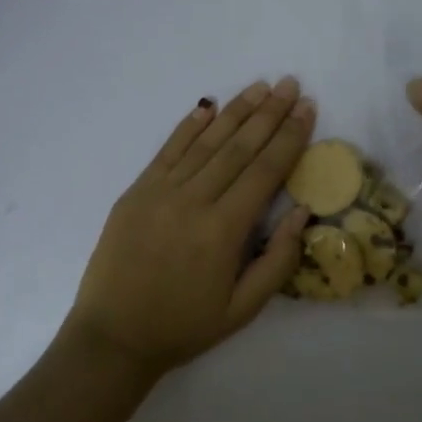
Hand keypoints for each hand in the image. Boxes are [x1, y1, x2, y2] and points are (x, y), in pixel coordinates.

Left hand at [63, 78, 315, 385]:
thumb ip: (278, 260)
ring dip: (236, 112)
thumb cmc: (183, 326)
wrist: (114, 336)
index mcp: (223, 231)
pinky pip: (167, 151)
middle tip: (291, 85)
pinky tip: (208, 108)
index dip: (289, 138)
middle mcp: (193, 202)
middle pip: (239, 148)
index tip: (307, 110)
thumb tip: (302, 211)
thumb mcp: (243, 309)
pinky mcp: (136, 192)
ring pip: (206, 143)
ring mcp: (160, 192)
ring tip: (260, 87)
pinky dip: (189, 127)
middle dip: (269, 113)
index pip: (265, 172)